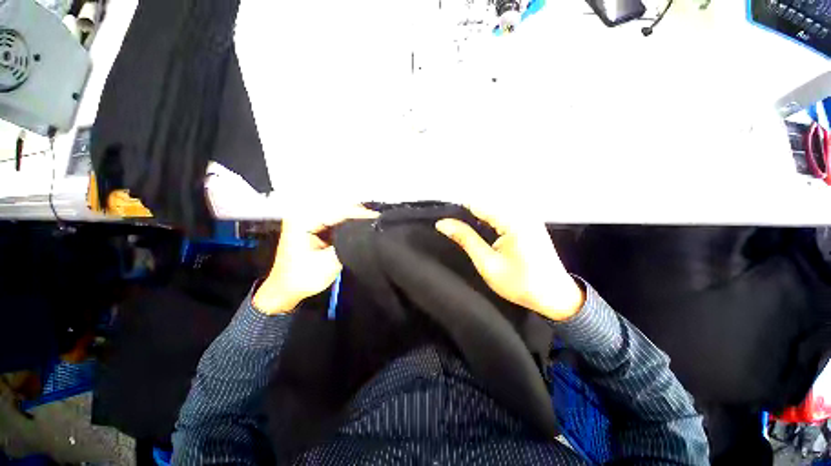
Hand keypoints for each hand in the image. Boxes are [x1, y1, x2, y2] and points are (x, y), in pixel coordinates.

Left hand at [253, 205, 378, 314]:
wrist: (286, 289)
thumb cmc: (303, 278)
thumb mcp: (329, 262)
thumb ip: (348, 243)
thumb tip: (366, 231)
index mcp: (302, 219)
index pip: (337, 209)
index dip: (359, 213)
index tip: (376, 218)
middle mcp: (303, 213)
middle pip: (337, 207)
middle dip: (357, 214)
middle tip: (376, 221)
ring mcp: (307, 217)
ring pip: (337, 211)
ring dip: (354, 217)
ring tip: (371, 223)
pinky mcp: (313, 224)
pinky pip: (334, 218)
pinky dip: (347, 222)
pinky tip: (359, 226)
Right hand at [435, 207, 583, 320]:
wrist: (555, 296)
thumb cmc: (521, 284)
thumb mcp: (487, 263)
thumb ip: (465, 239)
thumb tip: (442, 223)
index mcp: (513, 221)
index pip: (477, 204)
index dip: (457, 211)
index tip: (443, 221)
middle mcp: (521, 212)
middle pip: (484, 204)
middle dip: (466, 215)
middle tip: (451, 230)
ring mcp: (527, 216)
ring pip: (491, 208)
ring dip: (476, 218)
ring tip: (463, 232)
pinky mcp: (528, 222)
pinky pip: (501, 214)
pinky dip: (487, 221)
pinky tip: (480, 232)